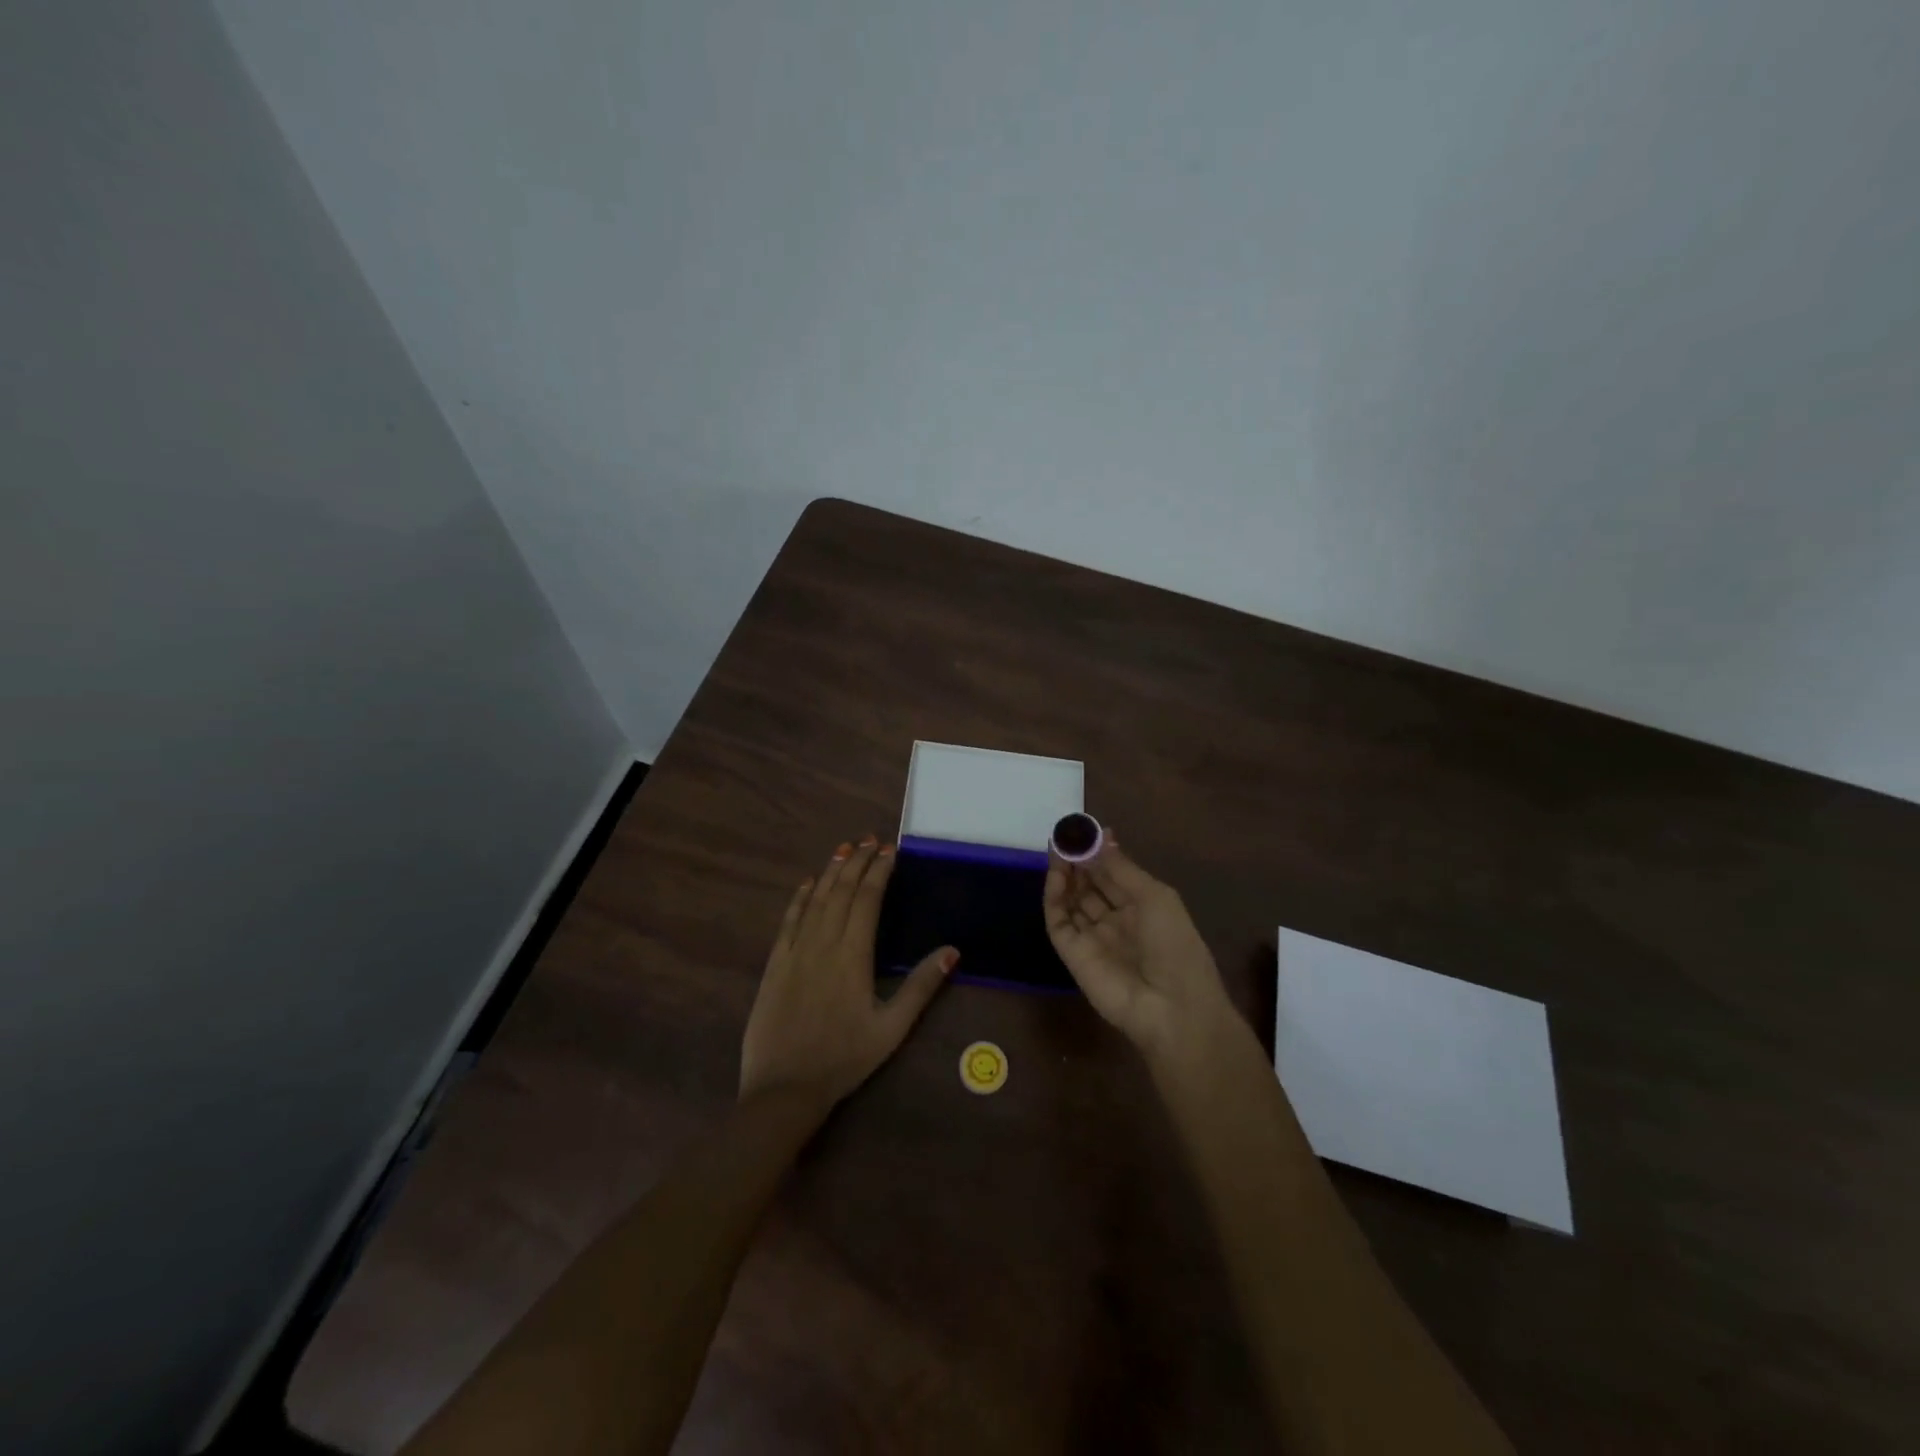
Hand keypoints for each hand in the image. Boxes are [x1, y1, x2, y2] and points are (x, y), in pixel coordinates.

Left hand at [739, 836, 957, 1107]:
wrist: (784, 1088)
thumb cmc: (844, 1059)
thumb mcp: (892, 1028)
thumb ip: (921, 986)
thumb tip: (952, 950)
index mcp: (854, 956)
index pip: (868, 900)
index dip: (879, 871)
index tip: (889, 851)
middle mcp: (823, 944)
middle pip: (842, 891)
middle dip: (857, 861)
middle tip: (869, 839)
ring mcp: (795, 951)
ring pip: (816, 899)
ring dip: (831, 871)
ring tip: (845, 848)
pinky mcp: (774, 964)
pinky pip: (789, 920)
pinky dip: (800, 897)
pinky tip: (809, 882)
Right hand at [1043, 831, 1231, 1057]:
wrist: (1172, 1009)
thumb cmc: (1175, 946)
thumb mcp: (1155, 897)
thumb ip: (1121, 867)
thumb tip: (1102, 834)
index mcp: (1142, 908)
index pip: (1113, 875)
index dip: (1098, 853)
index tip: (1082, 830)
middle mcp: (1116, 921)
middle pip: (1089, 886)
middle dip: (1078, 861)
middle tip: (1064, 837)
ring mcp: (1092, 938)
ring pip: (1071, 901)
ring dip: (1064, 876)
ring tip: (1057, 850)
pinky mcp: (1072, 954)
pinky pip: (1058, 922)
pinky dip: (1054, 898)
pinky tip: (1056, 876)